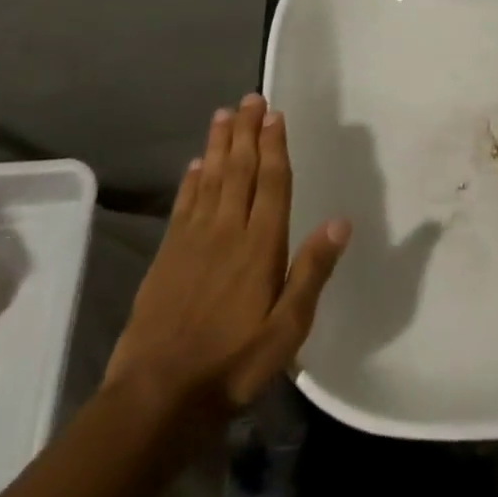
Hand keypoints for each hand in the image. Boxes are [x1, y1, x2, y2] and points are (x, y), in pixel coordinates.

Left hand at [104, 95, 349, 427]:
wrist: (156, 398)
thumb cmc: (233, 364)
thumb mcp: (288, 329)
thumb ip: (312, 272)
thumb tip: (341, 221)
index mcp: (261, 246)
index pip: (271, 183)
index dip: (274, 146)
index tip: (275, 115)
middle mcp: (227, 232)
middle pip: (239, 171)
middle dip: (246, 132)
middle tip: (250, 98)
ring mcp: (192, 242)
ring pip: (209, 180)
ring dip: (218, 146)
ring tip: (223, 115)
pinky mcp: (166, 257)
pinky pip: (183, 206)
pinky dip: (190, 181)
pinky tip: (194, 166)